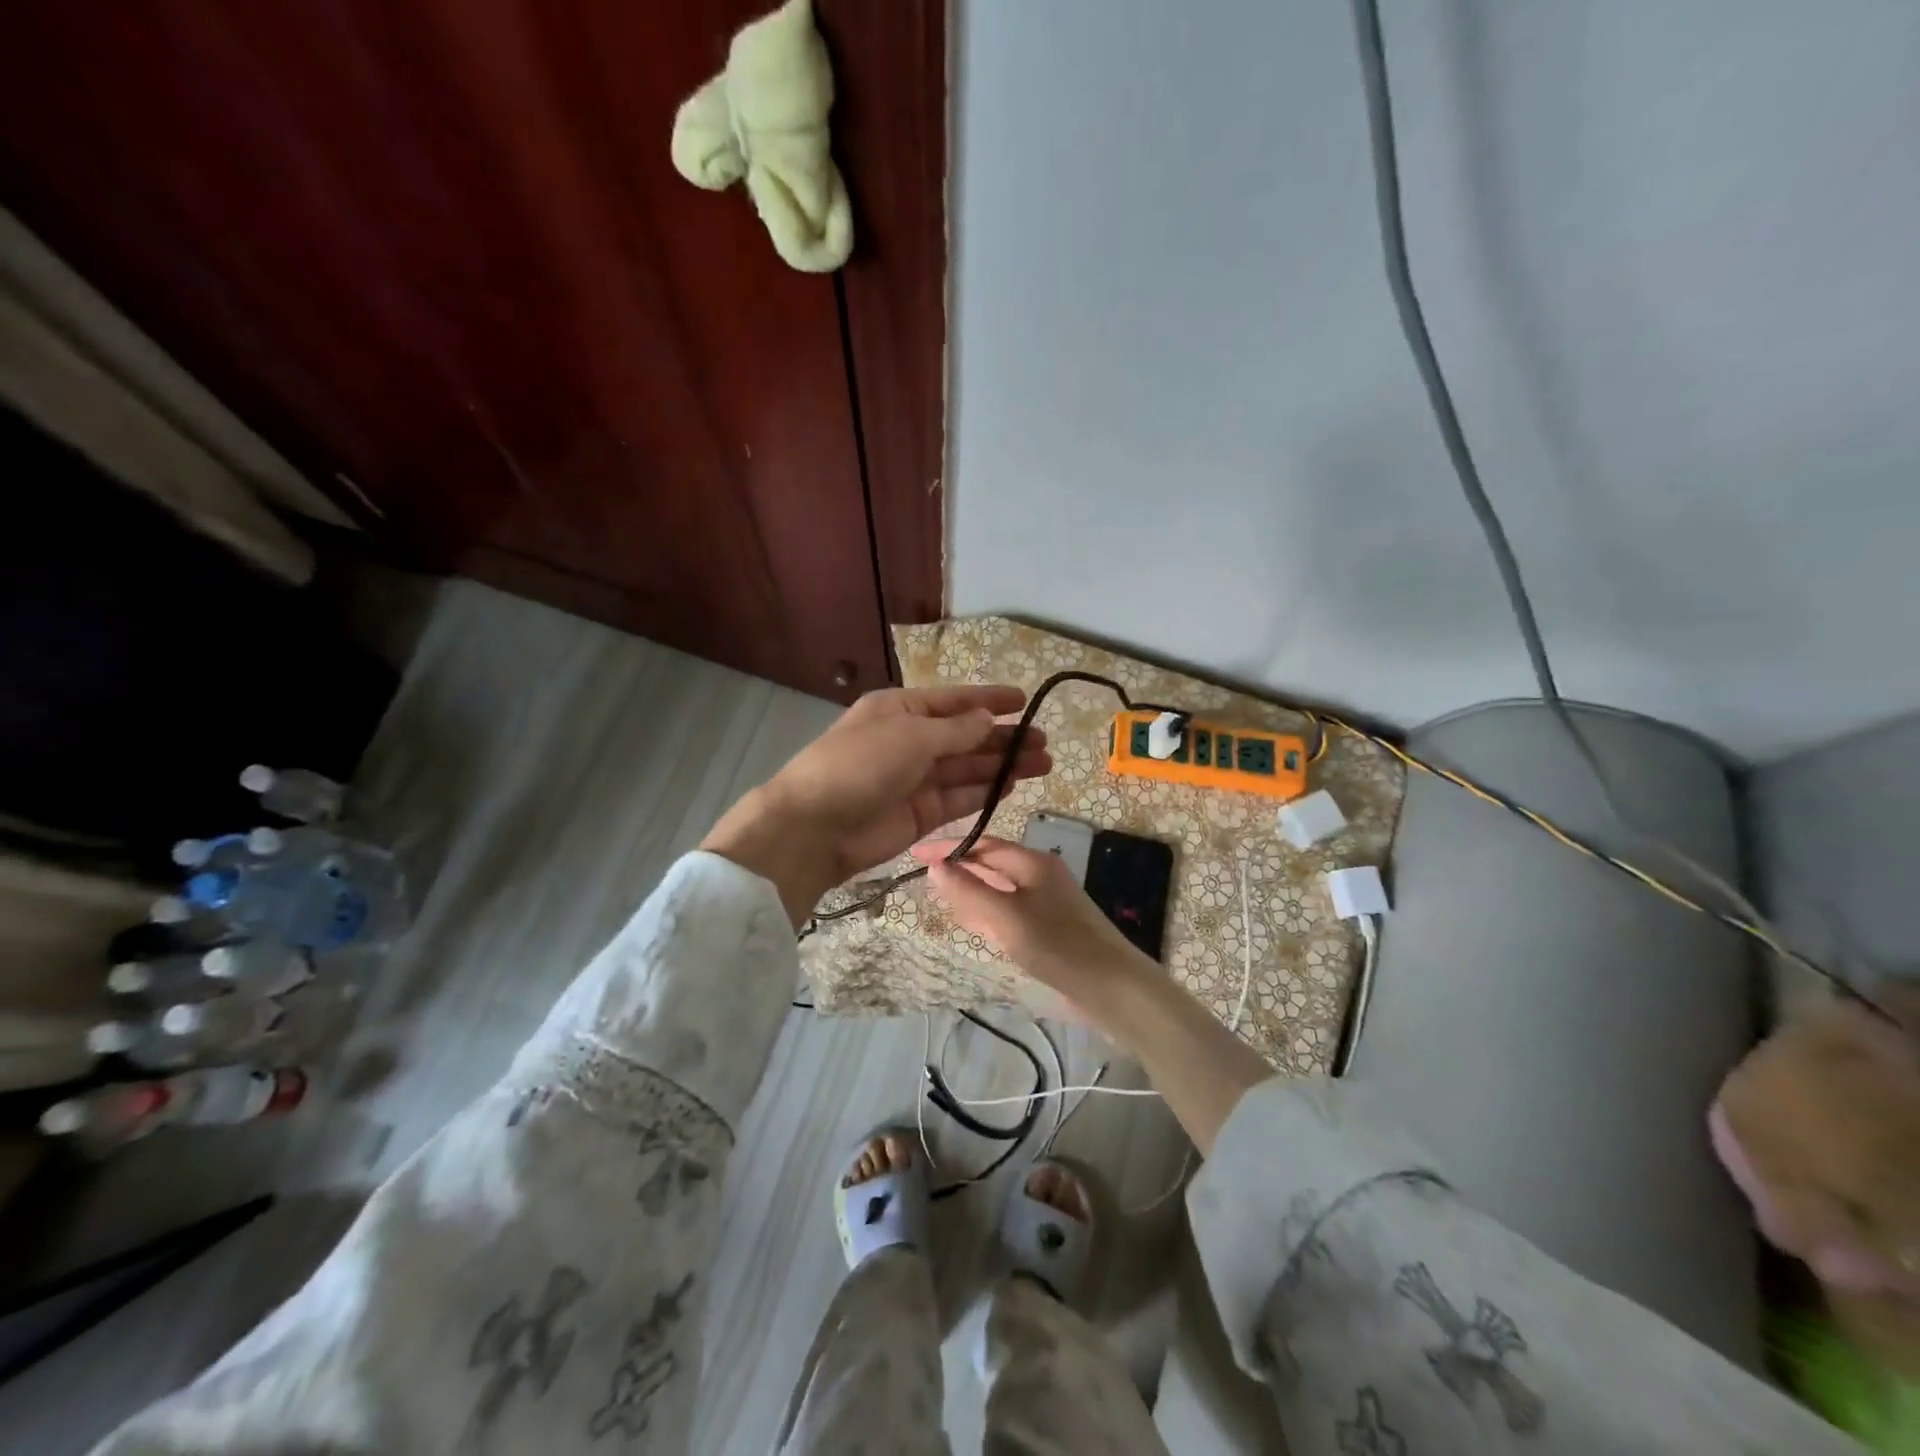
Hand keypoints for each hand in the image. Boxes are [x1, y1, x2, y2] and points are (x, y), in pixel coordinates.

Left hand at [702, 687, 1049, 925]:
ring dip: (1002, 765)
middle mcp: (909, 741)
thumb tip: (988, 719)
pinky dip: (985, 792)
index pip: (953, 701)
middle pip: (965, 737)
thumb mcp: (911, 737)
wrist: (815, 828)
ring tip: (1043, 763)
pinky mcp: (919, 814)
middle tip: (1045, 742)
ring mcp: (914, 780)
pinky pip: (959, 798)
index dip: (989, 700)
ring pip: (967, 769)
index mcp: (899, 711)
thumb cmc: (860, 765)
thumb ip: (955, 731)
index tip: (1024, 700)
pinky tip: (1014, 785)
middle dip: (1003, 738)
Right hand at [919, 834, 1272, 1153]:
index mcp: (1033, 863)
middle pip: (992, 864)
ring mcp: (1049, 901)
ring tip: (942, 900)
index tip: (915, 855)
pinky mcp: (1052, 927)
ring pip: (1000, 888)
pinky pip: (1011, 910)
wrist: (1117, 990)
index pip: (983, 845)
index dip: (949, 848)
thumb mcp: (1007, 919)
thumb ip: (970, 893)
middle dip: (959, 869)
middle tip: (924, 882)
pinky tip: (977, 926)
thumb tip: (935, 866)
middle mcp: (1041, 875)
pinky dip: (989, 912)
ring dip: (972, 891)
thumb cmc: (1060, 948)